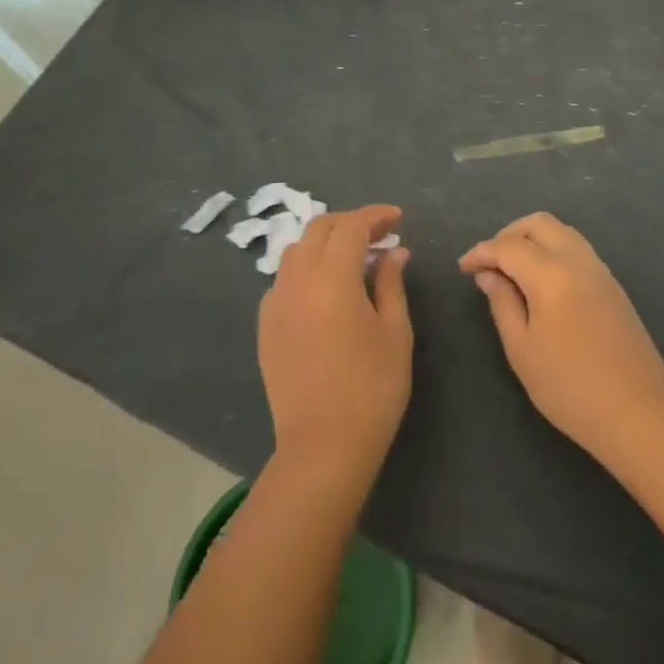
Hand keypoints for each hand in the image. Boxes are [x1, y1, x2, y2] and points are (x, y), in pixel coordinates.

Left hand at [259, 205, 411, 487]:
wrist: (322, 447)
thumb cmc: (372, 388)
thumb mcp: (395, 332)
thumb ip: (392, 283)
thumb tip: (394, 252)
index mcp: (332, 277)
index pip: (352, 226)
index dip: (376, 215)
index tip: (398, 218)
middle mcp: (297, 280)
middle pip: (319, 229)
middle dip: (350, 222)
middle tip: (380, 234)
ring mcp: (275, 302)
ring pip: (297, 250)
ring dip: (326, 242)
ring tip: (354, 258)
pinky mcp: (265, 325)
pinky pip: (285, 279)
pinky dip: (307, 268)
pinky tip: (326, 290)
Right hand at [459, 212, 663, 462]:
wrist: (638, 412)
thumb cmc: (570, 386)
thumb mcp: (522, 350)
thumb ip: (502, 303)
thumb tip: (488, 274)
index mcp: (551, 273)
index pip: (507, 246)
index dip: (481, 252)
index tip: (463, 268)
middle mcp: (577, 259)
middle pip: (538, 224)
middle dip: (508, 234)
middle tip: (489, 263)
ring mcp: (600, 270)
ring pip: (562, 231)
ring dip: (533, 239)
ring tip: (513, 270)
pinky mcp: (613, 285)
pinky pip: (577, 249)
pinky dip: (553, 250)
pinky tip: (542, 281)